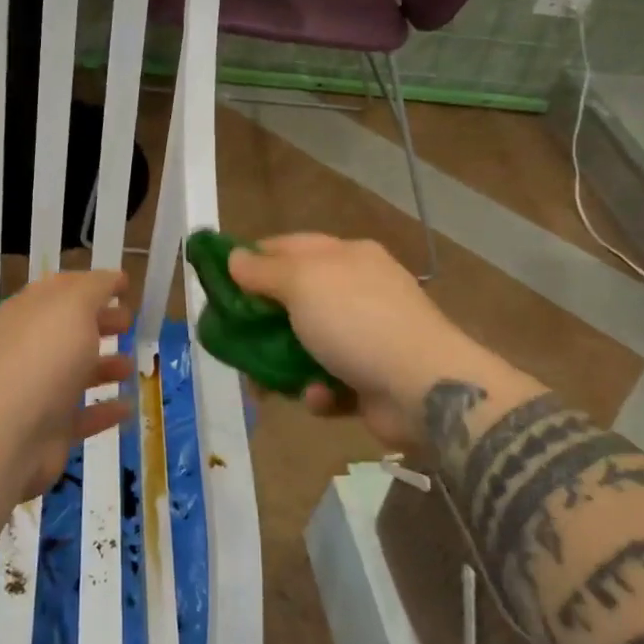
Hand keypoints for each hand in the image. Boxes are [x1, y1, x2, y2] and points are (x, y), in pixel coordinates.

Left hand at [0, 269, 134, 500]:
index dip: (92, 284)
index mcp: (27, 313)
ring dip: (104, 366)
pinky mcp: (49, 430)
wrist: (7, 436)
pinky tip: (128, 407)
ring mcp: (37, 391)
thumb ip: (95, 288)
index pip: (59, 289)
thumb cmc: (42, 358)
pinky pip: (82, 415)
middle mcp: (28, 348)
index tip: (125, 286)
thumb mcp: (73, 306)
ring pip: (75, 372)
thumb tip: (113, 278)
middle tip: (128, 322)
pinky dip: (105, 410)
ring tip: (131, 366)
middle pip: (68, 330)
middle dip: (99, 322)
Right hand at [227, 234, 496, 448]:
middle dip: (261, 323)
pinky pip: (328, 381)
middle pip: (292, 300)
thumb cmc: (356, 321)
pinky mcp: (369, 377)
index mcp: (345, 257)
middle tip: (233, 341)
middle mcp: (356, 290)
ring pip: (304, 345)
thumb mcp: (302, 283)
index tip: (220, 283)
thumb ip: (263, 271)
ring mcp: (365, 335)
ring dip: (282, 365)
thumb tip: (234, 257)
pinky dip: (317, 391)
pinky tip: (319, 397)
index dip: (252, 261)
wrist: (423, 388)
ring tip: (263, 386)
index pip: (287, 247)